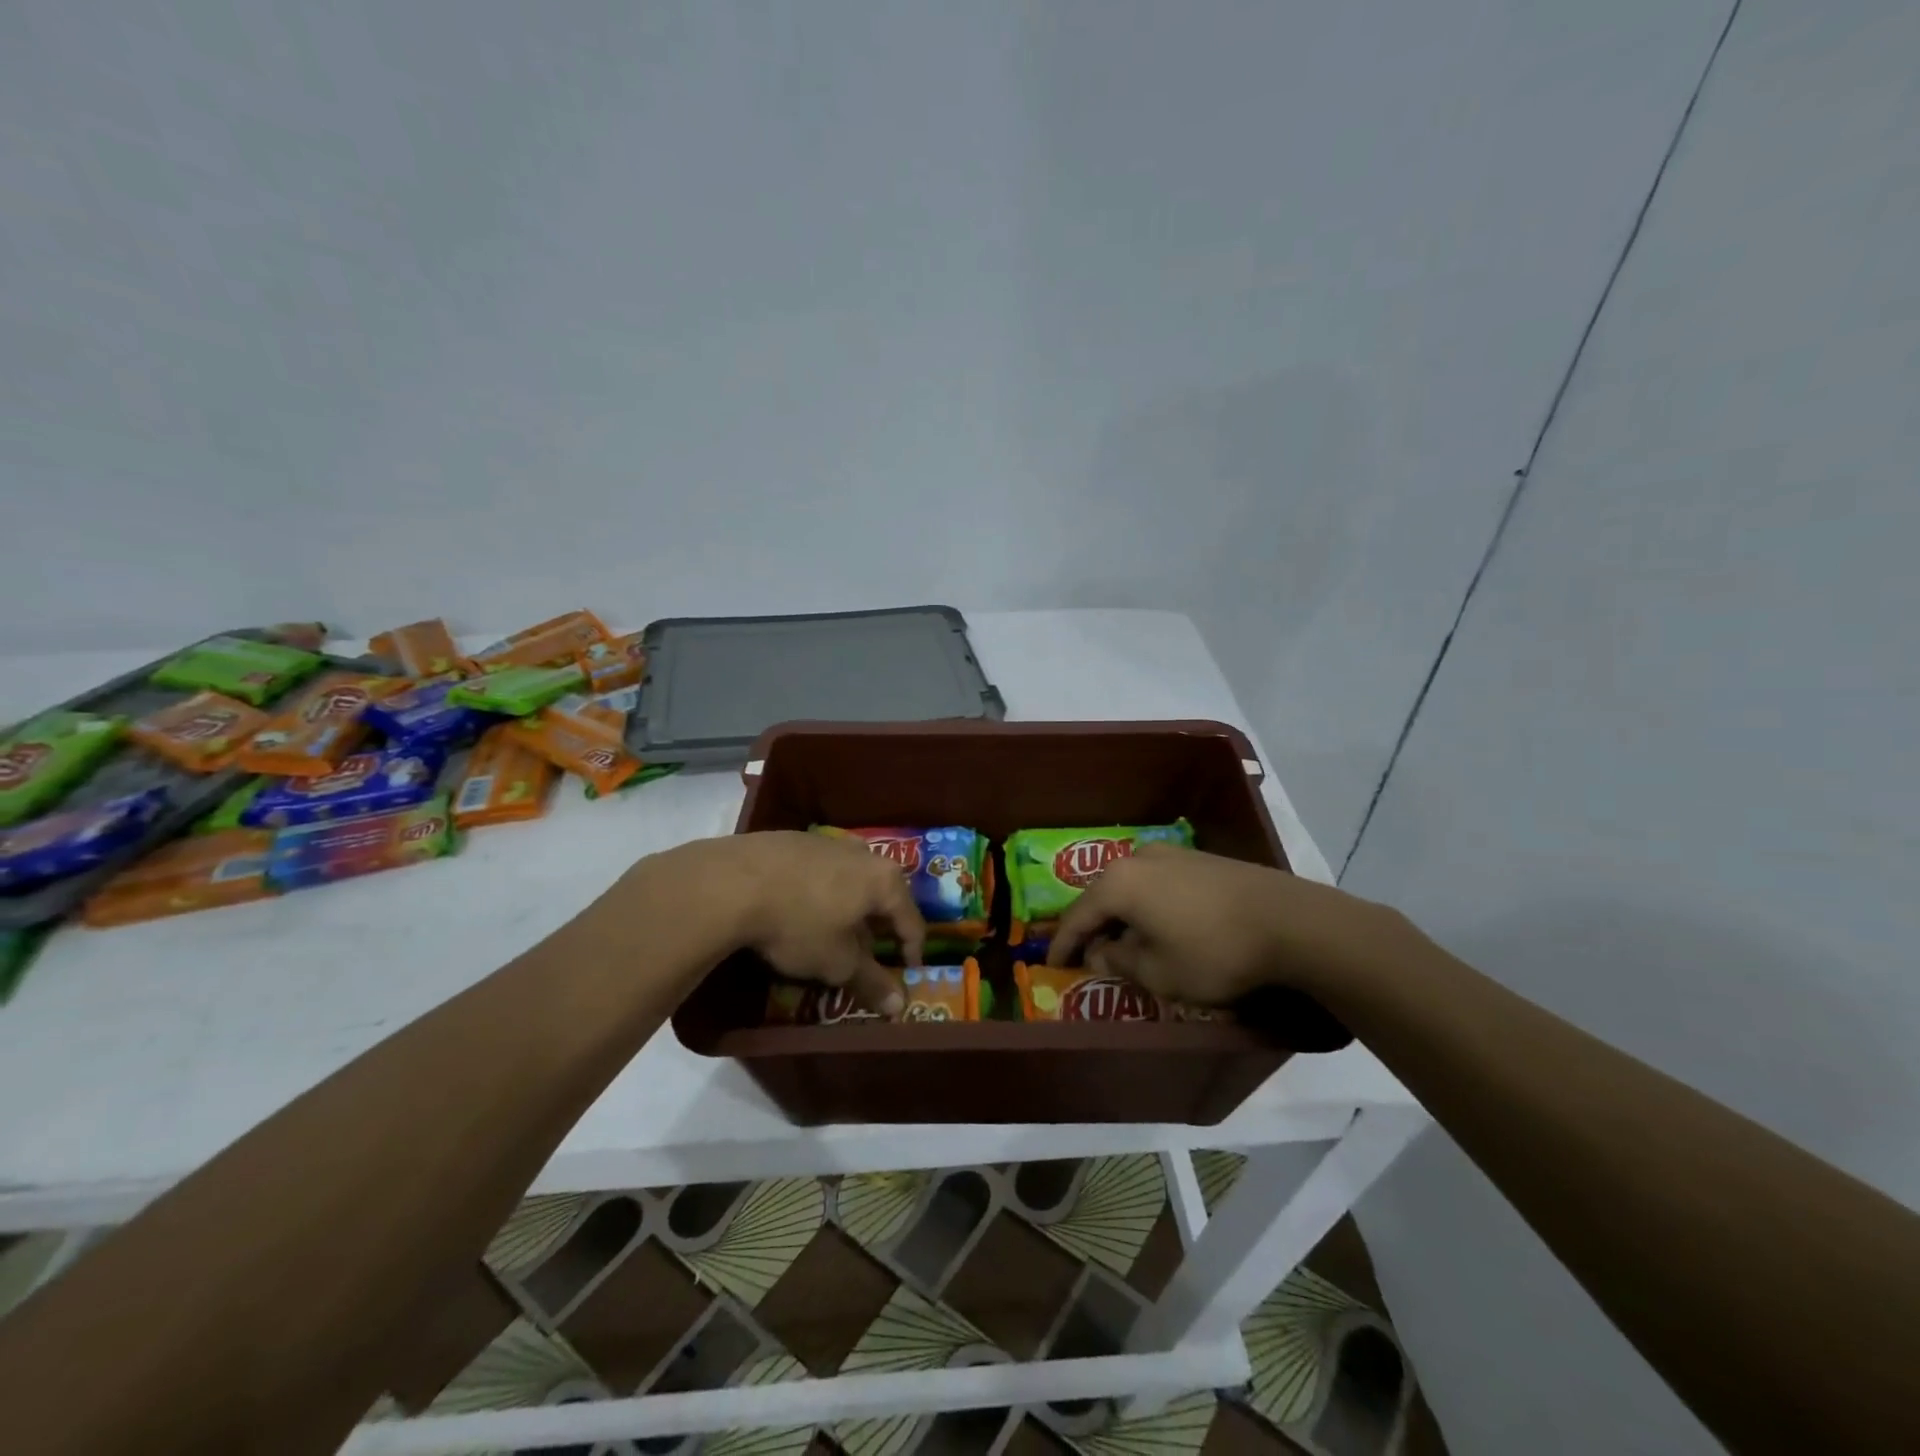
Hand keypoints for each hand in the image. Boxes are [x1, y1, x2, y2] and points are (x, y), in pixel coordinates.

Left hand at [712, 831, 926, 1014]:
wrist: (732, 882)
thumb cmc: (798, 924)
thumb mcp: (836, 962)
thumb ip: (871, 983)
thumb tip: (899, 1007)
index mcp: (885, 880)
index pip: (912, 921)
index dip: (911, 952)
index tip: (904, 975)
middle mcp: (864, 854)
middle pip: (883, 896)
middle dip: (877, 928)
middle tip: (866, 956)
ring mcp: (829, 842)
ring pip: (851, 880)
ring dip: (848, 908)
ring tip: (831, 934)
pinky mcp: (795, 839)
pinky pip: (821, 870)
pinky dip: (820, 891)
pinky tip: (799, 909)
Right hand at [1045, 844, 1398, 1005]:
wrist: (1289, 922)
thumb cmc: (1213, 951)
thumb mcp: (1158, 972)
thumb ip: (1119, 961)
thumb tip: (1100, 952)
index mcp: (1119, 883)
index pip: (1077, 916)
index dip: (1062, 944)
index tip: (1051, 964)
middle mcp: (1138, 859)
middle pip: (1102, 897)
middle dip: (1092, 928)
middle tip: (1085, 955)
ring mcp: (1171, 855)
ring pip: (1130, 888)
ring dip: (1122, 917)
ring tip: (1122, 944)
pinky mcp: (1198, 860)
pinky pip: (1156, 884)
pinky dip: (1147, 907)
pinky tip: (1158, 927)